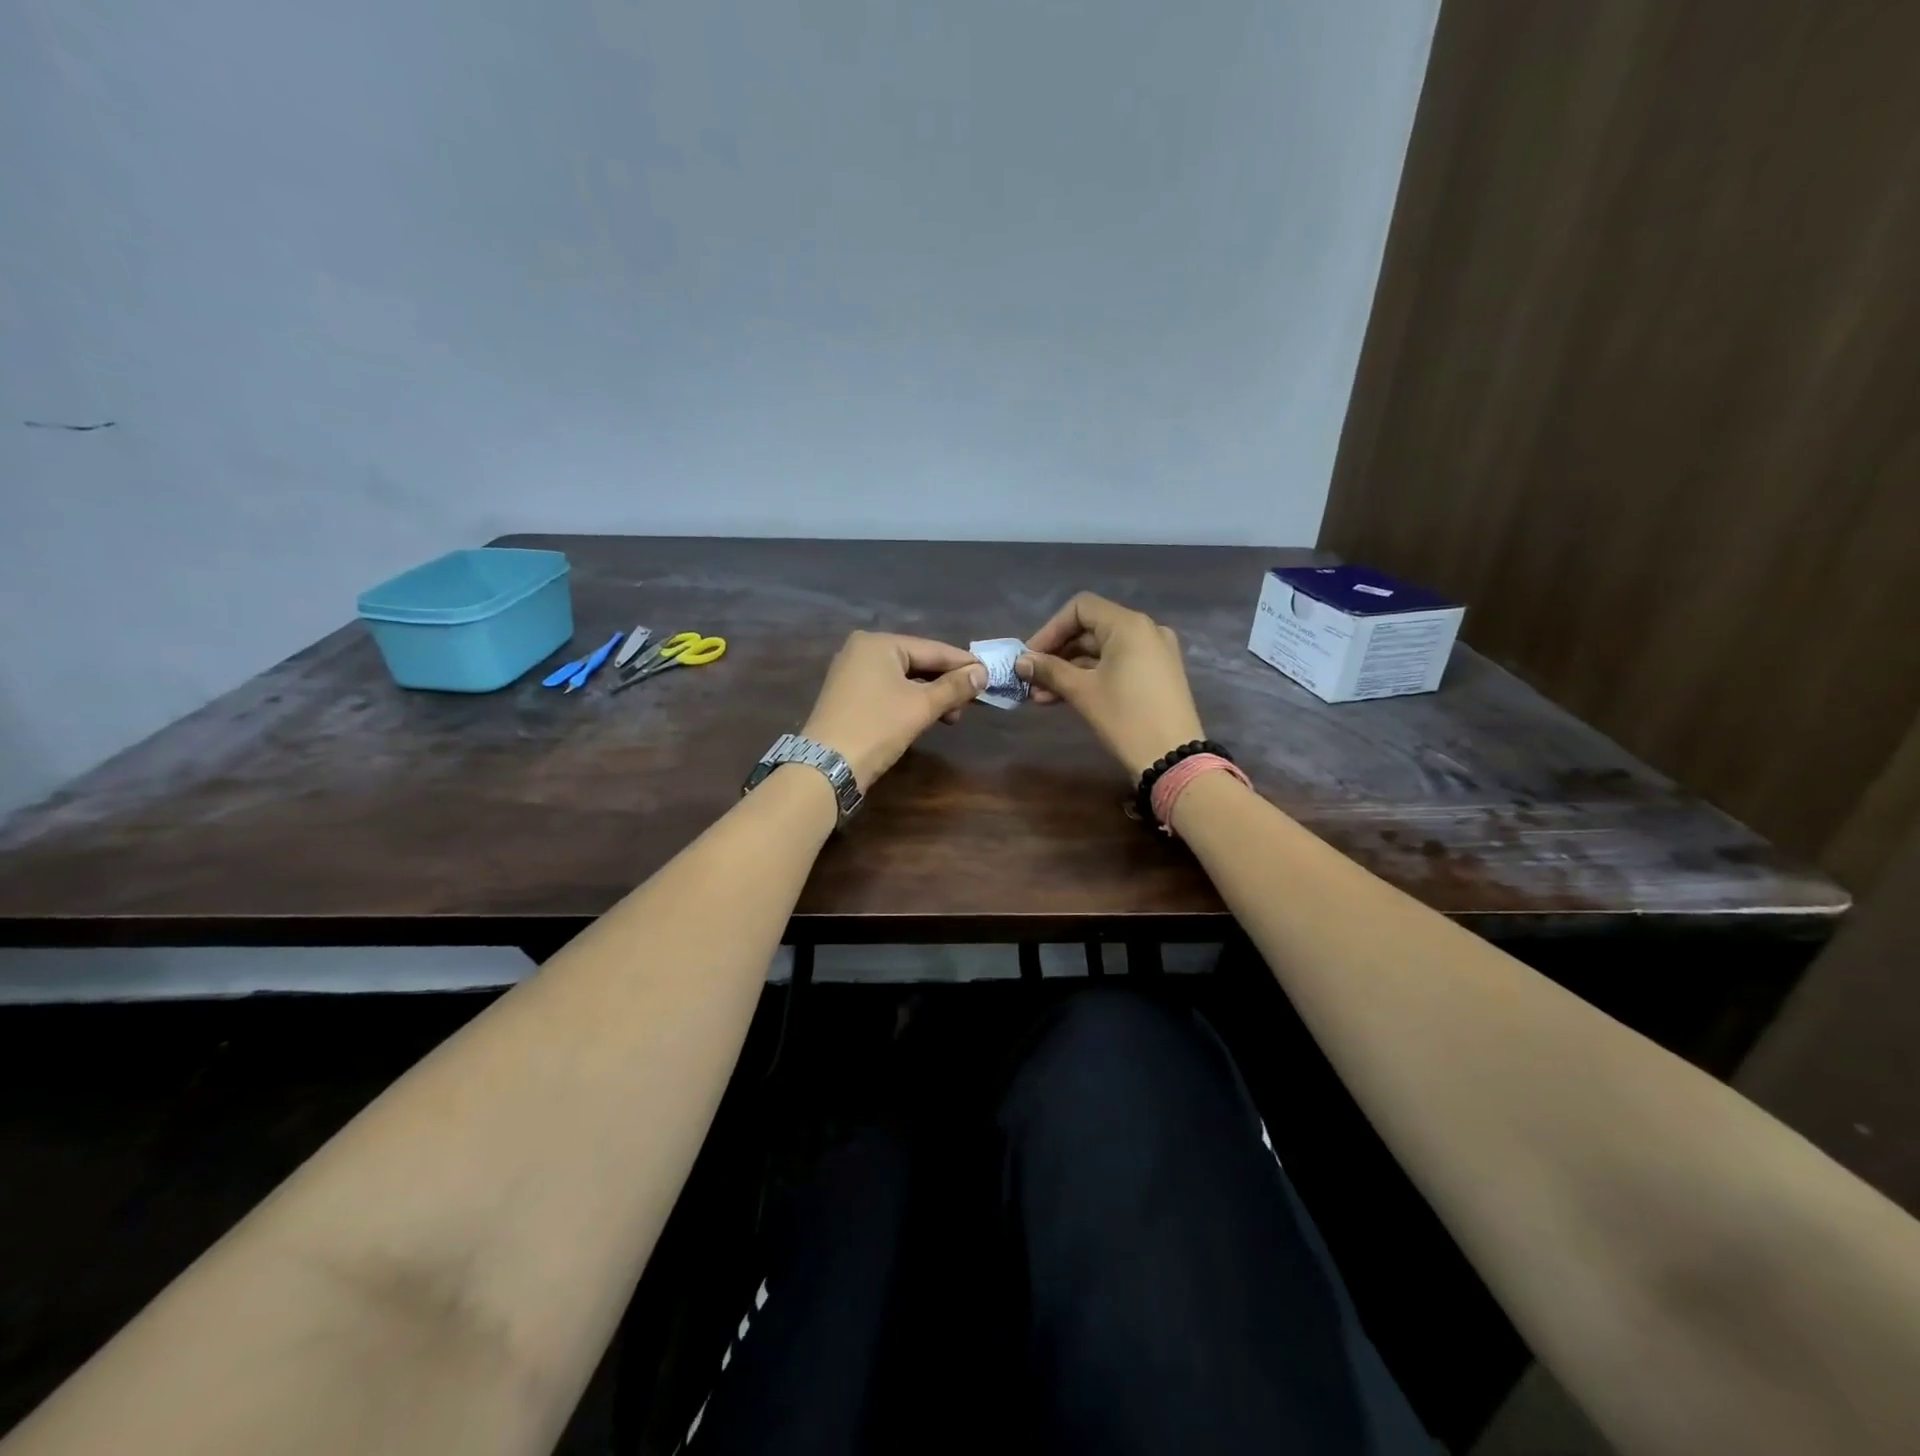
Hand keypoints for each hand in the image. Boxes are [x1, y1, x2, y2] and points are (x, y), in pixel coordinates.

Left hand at [801, 632, 985, 787]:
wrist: (827, 766)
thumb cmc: (877, 727)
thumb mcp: (921, 706)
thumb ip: (954, 687)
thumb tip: (982, 673)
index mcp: (879, 643)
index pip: (932, 649)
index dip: (963, 663)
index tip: (990, 675)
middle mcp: (862, 650)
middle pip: (918, 662)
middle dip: (946, 683)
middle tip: (973, 701)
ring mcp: (851, 673)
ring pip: (904, 678)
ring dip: (931, 695)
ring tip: (953, 717)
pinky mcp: (848, 696)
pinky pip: (888, 690)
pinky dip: (910, 701)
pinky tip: (928, 717)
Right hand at [1017, 593, 1205, 776]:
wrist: (1173, 758)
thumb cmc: (1126, 718)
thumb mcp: (1083, 692)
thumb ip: (1050, 671)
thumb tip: (1021, 662)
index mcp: (1129, 625)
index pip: (1080, 608)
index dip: (1050, 630)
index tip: (1030, 657)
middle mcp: (1145, 630)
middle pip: (1090, 629)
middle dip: (1057, 654)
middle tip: (1030, 680)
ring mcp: (1154, 652)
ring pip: (1102, 650)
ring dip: (1070, 669)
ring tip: (1040, 696)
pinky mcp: (1157, 674)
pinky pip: (1117, 664)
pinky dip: (1091, 676)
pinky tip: (1064, 697)